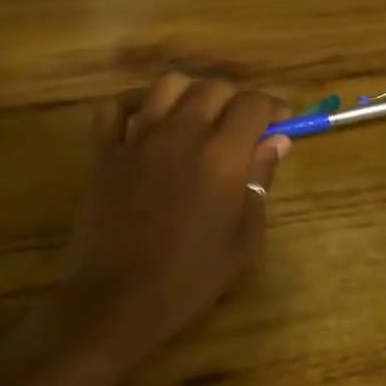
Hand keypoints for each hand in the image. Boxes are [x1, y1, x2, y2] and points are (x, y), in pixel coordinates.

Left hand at [55, 73, 291, 363]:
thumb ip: (260, 180)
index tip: (280, 122)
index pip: (253, 104)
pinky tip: (146, 118)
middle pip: (212, 87)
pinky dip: (133, 103)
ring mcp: (138, 138)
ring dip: (190, 92)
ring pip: (167, 85)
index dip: (273, 107)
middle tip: (241, 125)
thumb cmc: (191, 276)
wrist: (119, 300)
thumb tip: (276, 142)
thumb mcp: (244, 238)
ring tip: (197, 115)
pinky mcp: (105, 152)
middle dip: (235, 99)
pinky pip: (114, 108)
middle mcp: (181, 133)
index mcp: (222, 154)